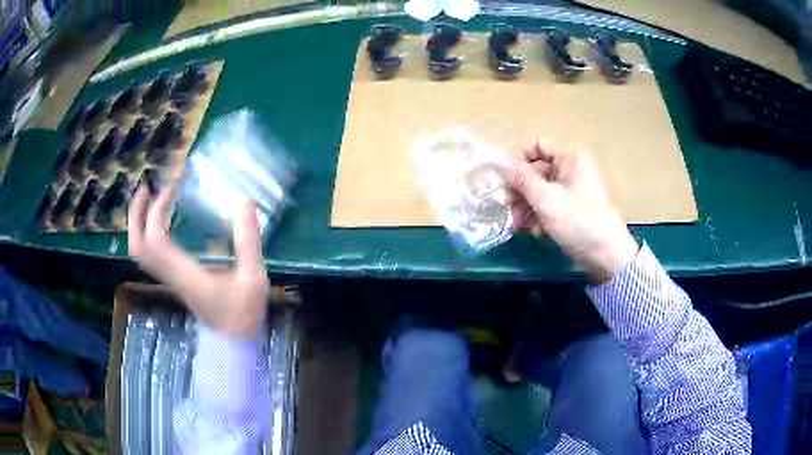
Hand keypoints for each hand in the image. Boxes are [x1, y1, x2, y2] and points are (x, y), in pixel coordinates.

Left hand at [128, 182, 269, 337]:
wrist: (235, 344)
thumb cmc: (244, 313)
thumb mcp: (253, 277)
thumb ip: (249, 240)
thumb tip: (245, 202)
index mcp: (186, 274)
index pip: (156, 239)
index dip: (158, 209)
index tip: (173, 187)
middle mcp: (171, 275)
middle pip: (137, 246)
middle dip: (136, 214)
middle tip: (147, 187)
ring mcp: (170, 279)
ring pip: (140, 252)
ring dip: (139, 222)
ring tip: (151, 199)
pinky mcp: (174, 280)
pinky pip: (150, 254)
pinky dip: (148, 232)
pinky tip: (163, 220)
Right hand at [504, 140, 638, 282]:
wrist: (606, 255)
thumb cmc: (578, 220)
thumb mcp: (546, 199)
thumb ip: (521, 179)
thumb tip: (501, 163)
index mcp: (570, 159)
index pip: (538, 146)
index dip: (519, 158)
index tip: (503, 177)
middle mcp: (572, 171)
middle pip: (537, 172)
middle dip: (520, 190)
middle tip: (506, 206)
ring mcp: (573, 192)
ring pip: (541, 192)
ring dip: (526, 207)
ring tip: (517, 224)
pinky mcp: (573, 211)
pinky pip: (550, 207)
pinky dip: (540, 218)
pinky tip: (534, 232)